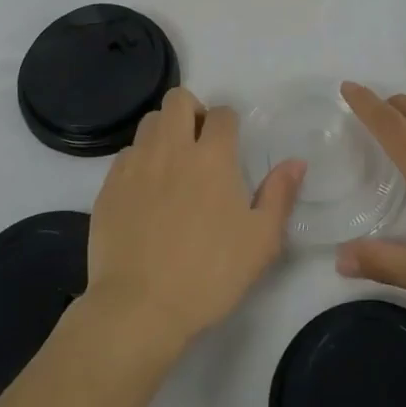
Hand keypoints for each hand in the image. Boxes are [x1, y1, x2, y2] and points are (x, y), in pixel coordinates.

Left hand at [86, 88, 305, 355]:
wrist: (139, 307)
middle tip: (199, 144)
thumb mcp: (261, 241)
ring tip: (172, 165)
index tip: (231, 145)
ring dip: (164, 132)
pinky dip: (140, 162)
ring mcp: (136, 164)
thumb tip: (296, 162)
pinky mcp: (110, 185)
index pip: (223, 113)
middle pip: (178, 99)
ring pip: (150, 122)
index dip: (230, 124)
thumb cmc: (210, 274)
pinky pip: (126, 154)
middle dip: (193, 111)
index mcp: (213, 157)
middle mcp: (172, 148)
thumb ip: (280, 195)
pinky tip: (146, 193)